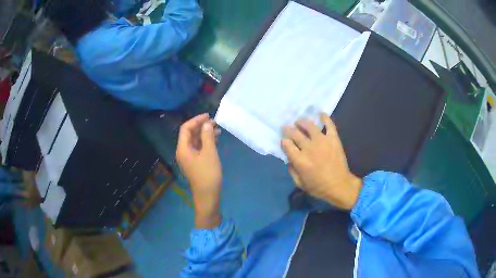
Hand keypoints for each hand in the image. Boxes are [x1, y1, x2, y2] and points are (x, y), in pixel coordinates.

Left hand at [176, 113, 221, 228]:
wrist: (208, 196)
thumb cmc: (208, 175)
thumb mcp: (209, 153)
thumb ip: (207, 136)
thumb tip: (207, 124)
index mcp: (183, 149)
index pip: (185, 128)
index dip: (196, 120)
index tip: (208, 116)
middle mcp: (183, 152)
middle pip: (190, 134)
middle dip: (201, 126)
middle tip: (215, 122)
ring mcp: (189, 158)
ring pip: (195, 141)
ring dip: (205, 134)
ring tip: (218, 130)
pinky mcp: (195, 163)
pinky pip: (199, 148)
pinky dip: (206, 142)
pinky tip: (216, 140)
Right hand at [281, 113, 361, 209]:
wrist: (340, 185)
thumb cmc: (319, 187)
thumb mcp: (300, 184)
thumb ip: (292, 171)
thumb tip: (289, 160)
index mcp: (300, 160)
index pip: (286, 144)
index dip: (284, 142)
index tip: (284, 142)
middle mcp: (309, 148)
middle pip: (295, 133)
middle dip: (288, 130)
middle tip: (286, 128)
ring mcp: (322, 141)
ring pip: (309, 126)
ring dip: (302, 122)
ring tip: (299, 122)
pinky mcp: (333, 139)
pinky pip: (329, 125)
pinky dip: (325, 118)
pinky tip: (321, 113)